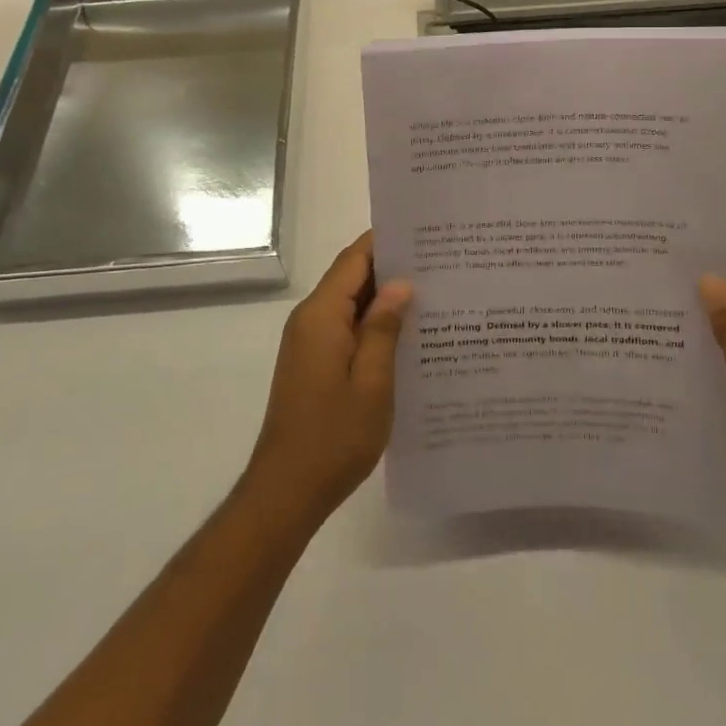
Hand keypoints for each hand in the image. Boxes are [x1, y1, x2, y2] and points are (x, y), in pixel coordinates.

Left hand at [241, 232, 411, 530]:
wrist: (286, 491)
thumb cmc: (334, 437)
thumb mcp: (372, 382)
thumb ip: (384, 328)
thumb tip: (400, 284)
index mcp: (321, 316)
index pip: (354, 259)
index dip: (385, 242)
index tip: (423, 234)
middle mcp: (310, 320)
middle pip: (351, 277)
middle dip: (391, 268)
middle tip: (439, 263)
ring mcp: (309, 342)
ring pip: (350, 303)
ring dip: (384, 298)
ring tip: (432, 293)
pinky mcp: (313, 363)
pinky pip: (345, 327)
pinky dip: (372, 323)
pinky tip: (406, 334)